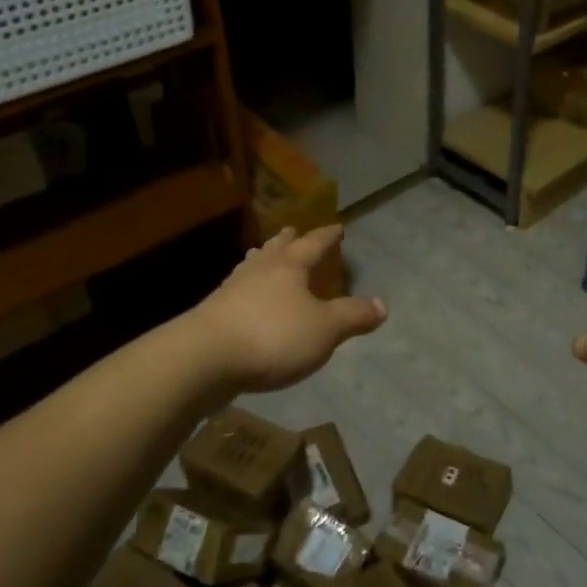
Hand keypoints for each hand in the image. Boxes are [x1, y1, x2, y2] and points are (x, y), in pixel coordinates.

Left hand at [188, 225, 385, 394]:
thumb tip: (382, 305)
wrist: (203, 359)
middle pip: (276, 250)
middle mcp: (259, 271)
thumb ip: (353, 316)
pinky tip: (244, 298)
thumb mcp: (325, 329)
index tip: (337, 227)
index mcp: (289, 267)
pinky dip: (246, 288)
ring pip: (252, 267)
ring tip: (264, 254)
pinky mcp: (213, 315)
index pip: (313, 244)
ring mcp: (231, 291)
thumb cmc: (272, 336)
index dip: (327, 237)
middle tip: (291, 231)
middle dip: (287, 241)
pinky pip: (237, 292)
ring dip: (262, 260)